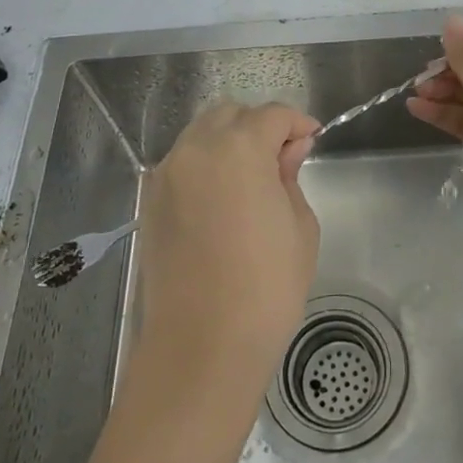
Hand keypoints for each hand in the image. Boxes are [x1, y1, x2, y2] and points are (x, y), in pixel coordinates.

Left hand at [133, 102, 320, 396]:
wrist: (201, 347)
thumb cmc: (266, 287)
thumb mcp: (299, 227)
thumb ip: (290, 176)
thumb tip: (288, 150)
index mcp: (238, 148)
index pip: (271, 115)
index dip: (297, 123)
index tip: (312, 140)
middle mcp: (195, 150)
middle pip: (230, 115)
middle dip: (259, 126)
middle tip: (283, 158)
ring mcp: (166, 176)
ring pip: (201, 136)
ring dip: (229, 143)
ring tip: (252, 179)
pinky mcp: (150, 203)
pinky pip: (182, 165)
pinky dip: (205, 166)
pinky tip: (223, 200)